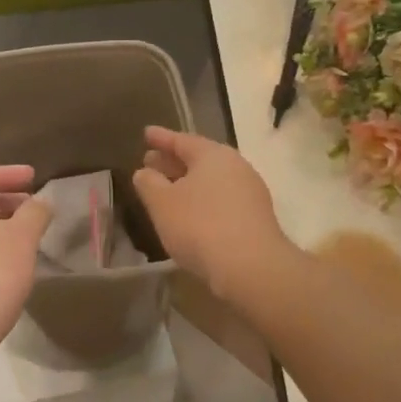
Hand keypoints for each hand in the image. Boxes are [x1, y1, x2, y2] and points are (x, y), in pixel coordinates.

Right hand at [132, 127, 289, 301]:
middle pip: (199, 159)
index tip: (146, 133)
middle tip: (150, 161)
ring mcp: (250, 192)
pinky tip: (189, 213)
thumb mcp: (162, 203)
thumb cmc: (199, 226)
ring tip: (166, 189)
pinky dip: (202, 199)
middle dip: (173, 160)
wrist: (250, 268)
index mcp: (213, 155)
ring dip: (187, 182)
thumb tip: (145, 172)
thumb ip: (148, 183)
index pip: (182, 140)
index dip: (161, 138)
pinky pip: (221, 199)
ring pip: (211, 180)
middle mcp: (236, 167)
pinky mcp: (255, 217)